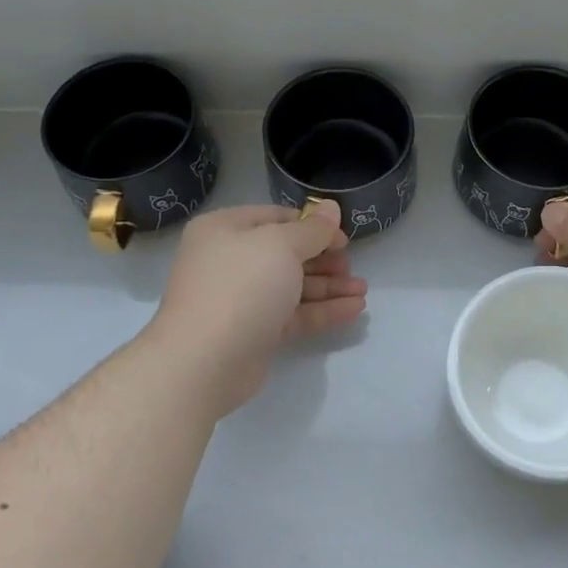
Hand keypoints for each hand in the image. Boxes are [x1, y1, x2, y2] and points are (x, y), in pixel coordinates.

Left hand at [145, 203, 366, 415]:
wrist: (204, 361)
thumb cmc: (241, 287)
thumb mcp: (281, 246)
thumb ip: (312, 229)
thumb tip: (331, 207)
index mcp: (225, 230)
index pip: (276, 218)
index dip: (313, 225)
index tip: (344, 238)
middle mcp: (230, 260)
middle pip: (286, 253)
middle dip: (324, 259)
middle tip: (352, 267)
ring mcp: (242, 298)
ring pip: (292, 286)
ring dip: (329, 286)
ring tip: (363, 290)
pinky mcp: (254, 331)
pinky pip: (293, 314)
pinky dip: (322, 309)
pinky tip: (354, 309)